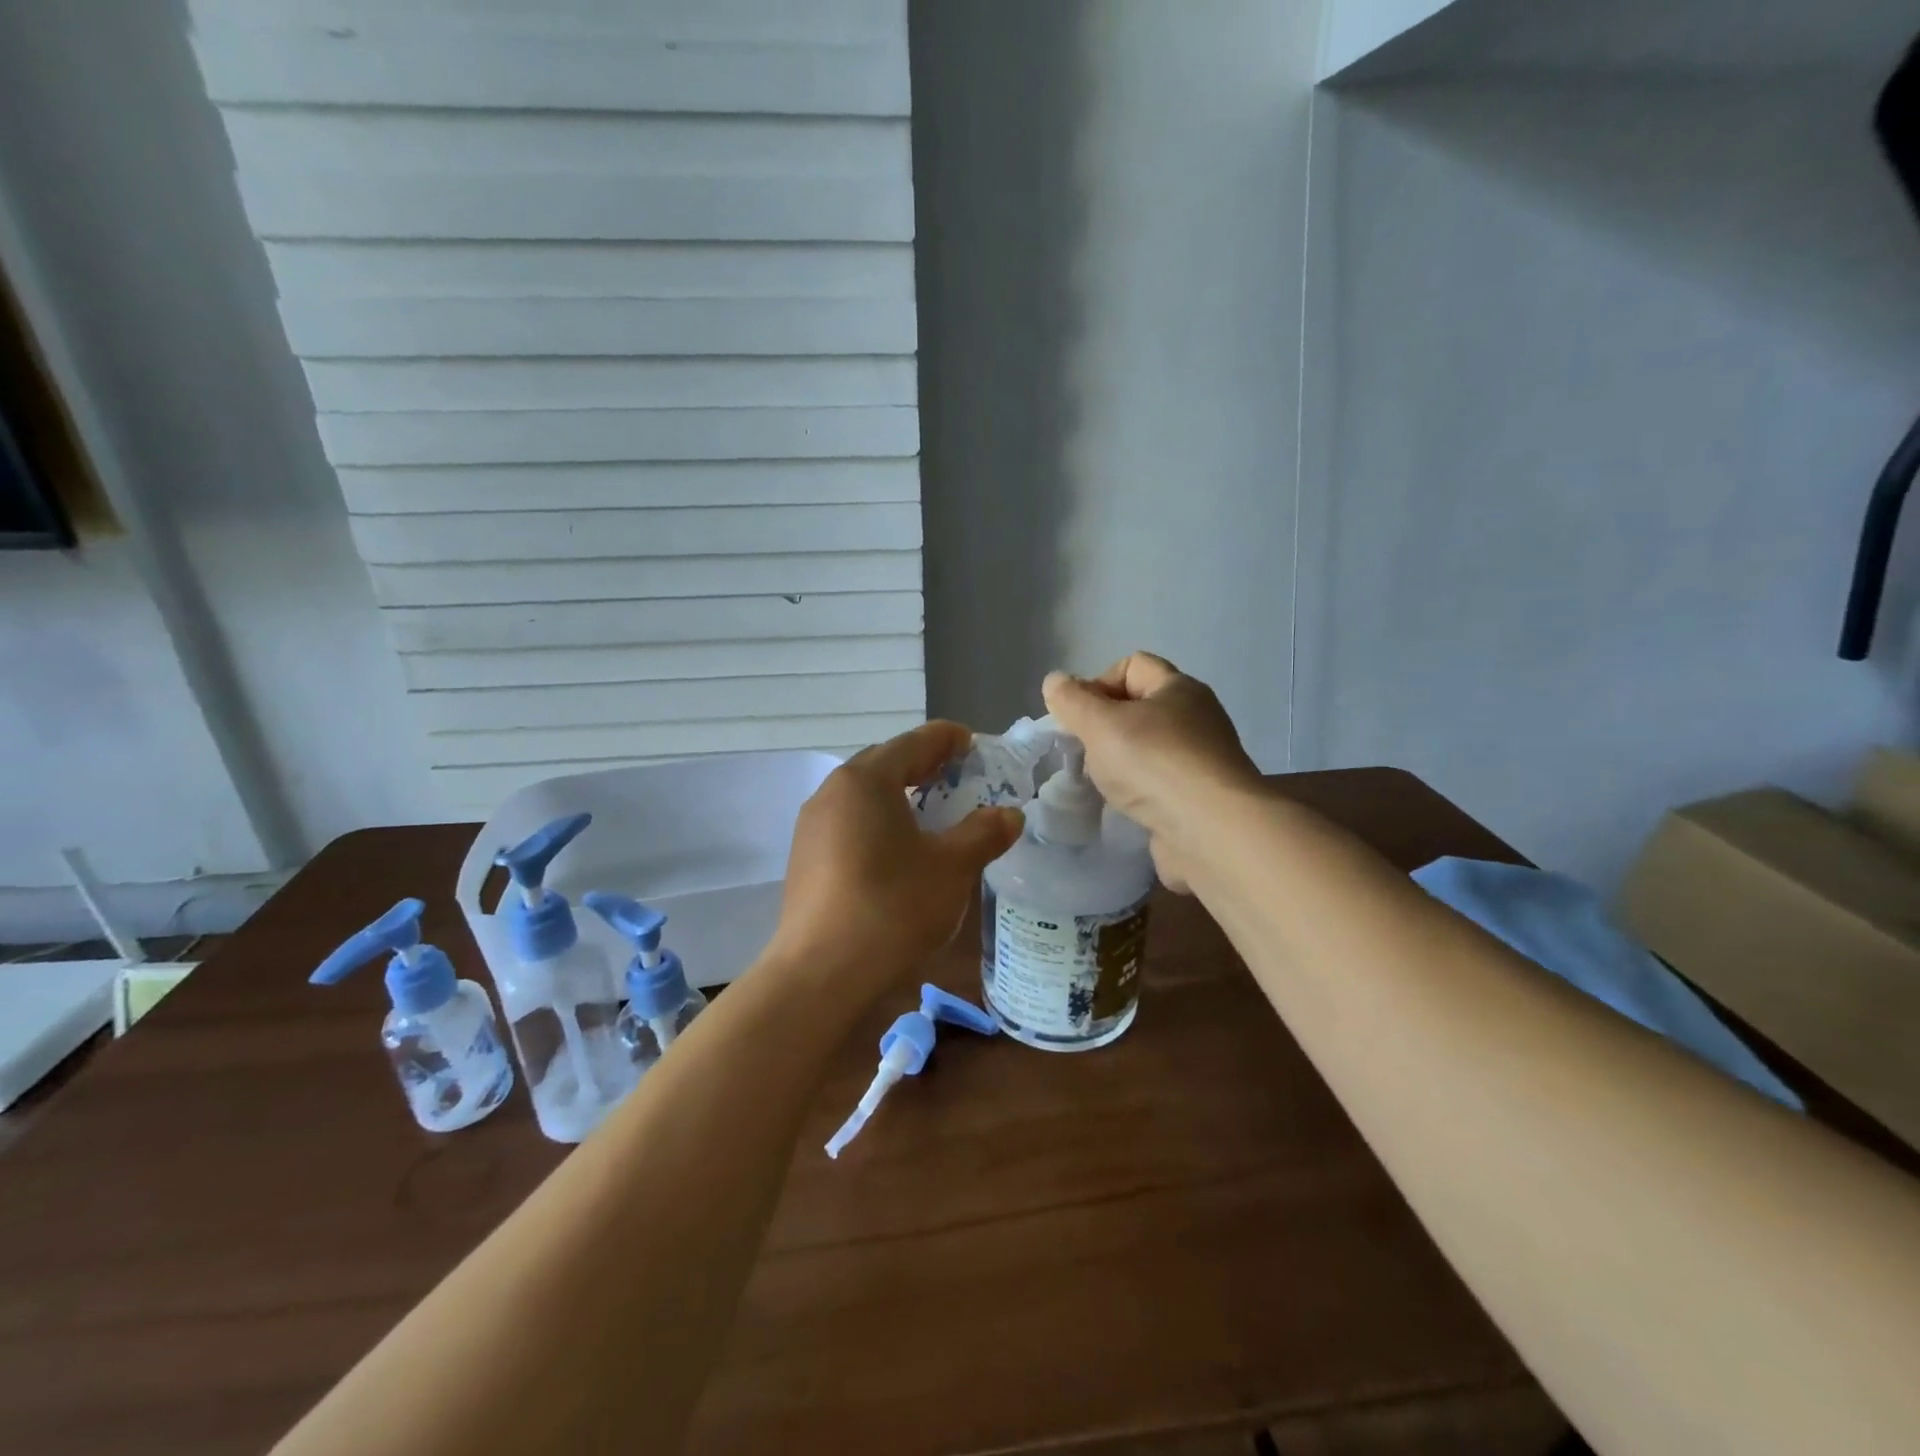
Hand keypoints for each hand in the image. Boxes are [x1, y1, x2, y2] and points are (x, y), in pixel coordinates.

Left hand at [769, 722, 1023, 998]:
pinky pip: (849, 823)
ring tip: (932, 809)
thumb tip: (1010, 815)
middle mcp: (832, 792)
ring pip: (863, 796)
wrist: (822, 975)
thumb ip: (983, 833)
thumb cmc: (892, 908)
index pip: (913, 742)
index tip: (972, 742)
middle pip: (884, 763)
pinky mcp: (805, 859)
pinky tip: (898, 847)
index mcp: (866, 780)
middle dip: (922, 764)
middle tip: (958, 774)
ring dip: (899, 794)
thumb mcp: (952, 868)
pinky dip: (879, 821)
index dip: (947, 739)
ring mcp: (812, 827)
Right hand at [1042, 653, 1259, 892]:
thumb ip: (1072, 701)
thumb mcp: (1100, 724)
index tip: (1078, 718)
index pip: (1132, 665)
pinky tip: (1127, 806)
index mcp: (1178, 688)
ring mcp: (1203, 759)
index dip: (1098, 683)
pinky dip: (1141, 791)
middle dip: (1106, 726)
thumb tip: (1055, 681)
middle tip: (1085, 751)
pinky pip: (1161, 783)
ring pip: (1150, 748)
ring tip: (1102, 783)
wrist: (1210, 831)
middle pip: (1140, 707)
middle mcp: (1197, 717)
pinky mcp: (1203, 797)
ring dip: (1122, 762)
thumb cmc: (1153, 764)